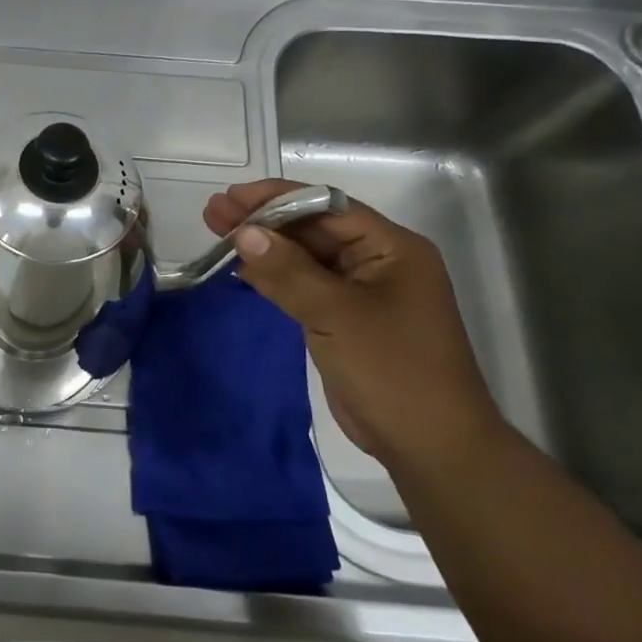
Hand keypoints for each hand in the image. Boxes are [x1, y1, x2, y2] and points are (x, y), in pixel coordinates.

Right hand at [204, 180, 503, 467]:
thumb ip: (288, 272)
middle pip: (313, 230)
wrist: (428, 443)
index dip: (278, 198)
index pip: (328, 207)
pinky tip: (240, 269)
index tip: (232, 198)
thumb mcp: (337, 314)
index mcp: (392, 248)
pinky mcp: (343, 320)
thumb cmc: (392, 369)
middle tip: (213, 212)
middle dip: (264, 221)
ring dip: (264, 247)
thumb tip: (242, 233)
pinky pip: (303, 287)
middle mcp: (377, 262)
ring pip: (304, 258)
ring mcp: (359, 293)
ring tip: (216, 233)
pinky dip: (272, 277)